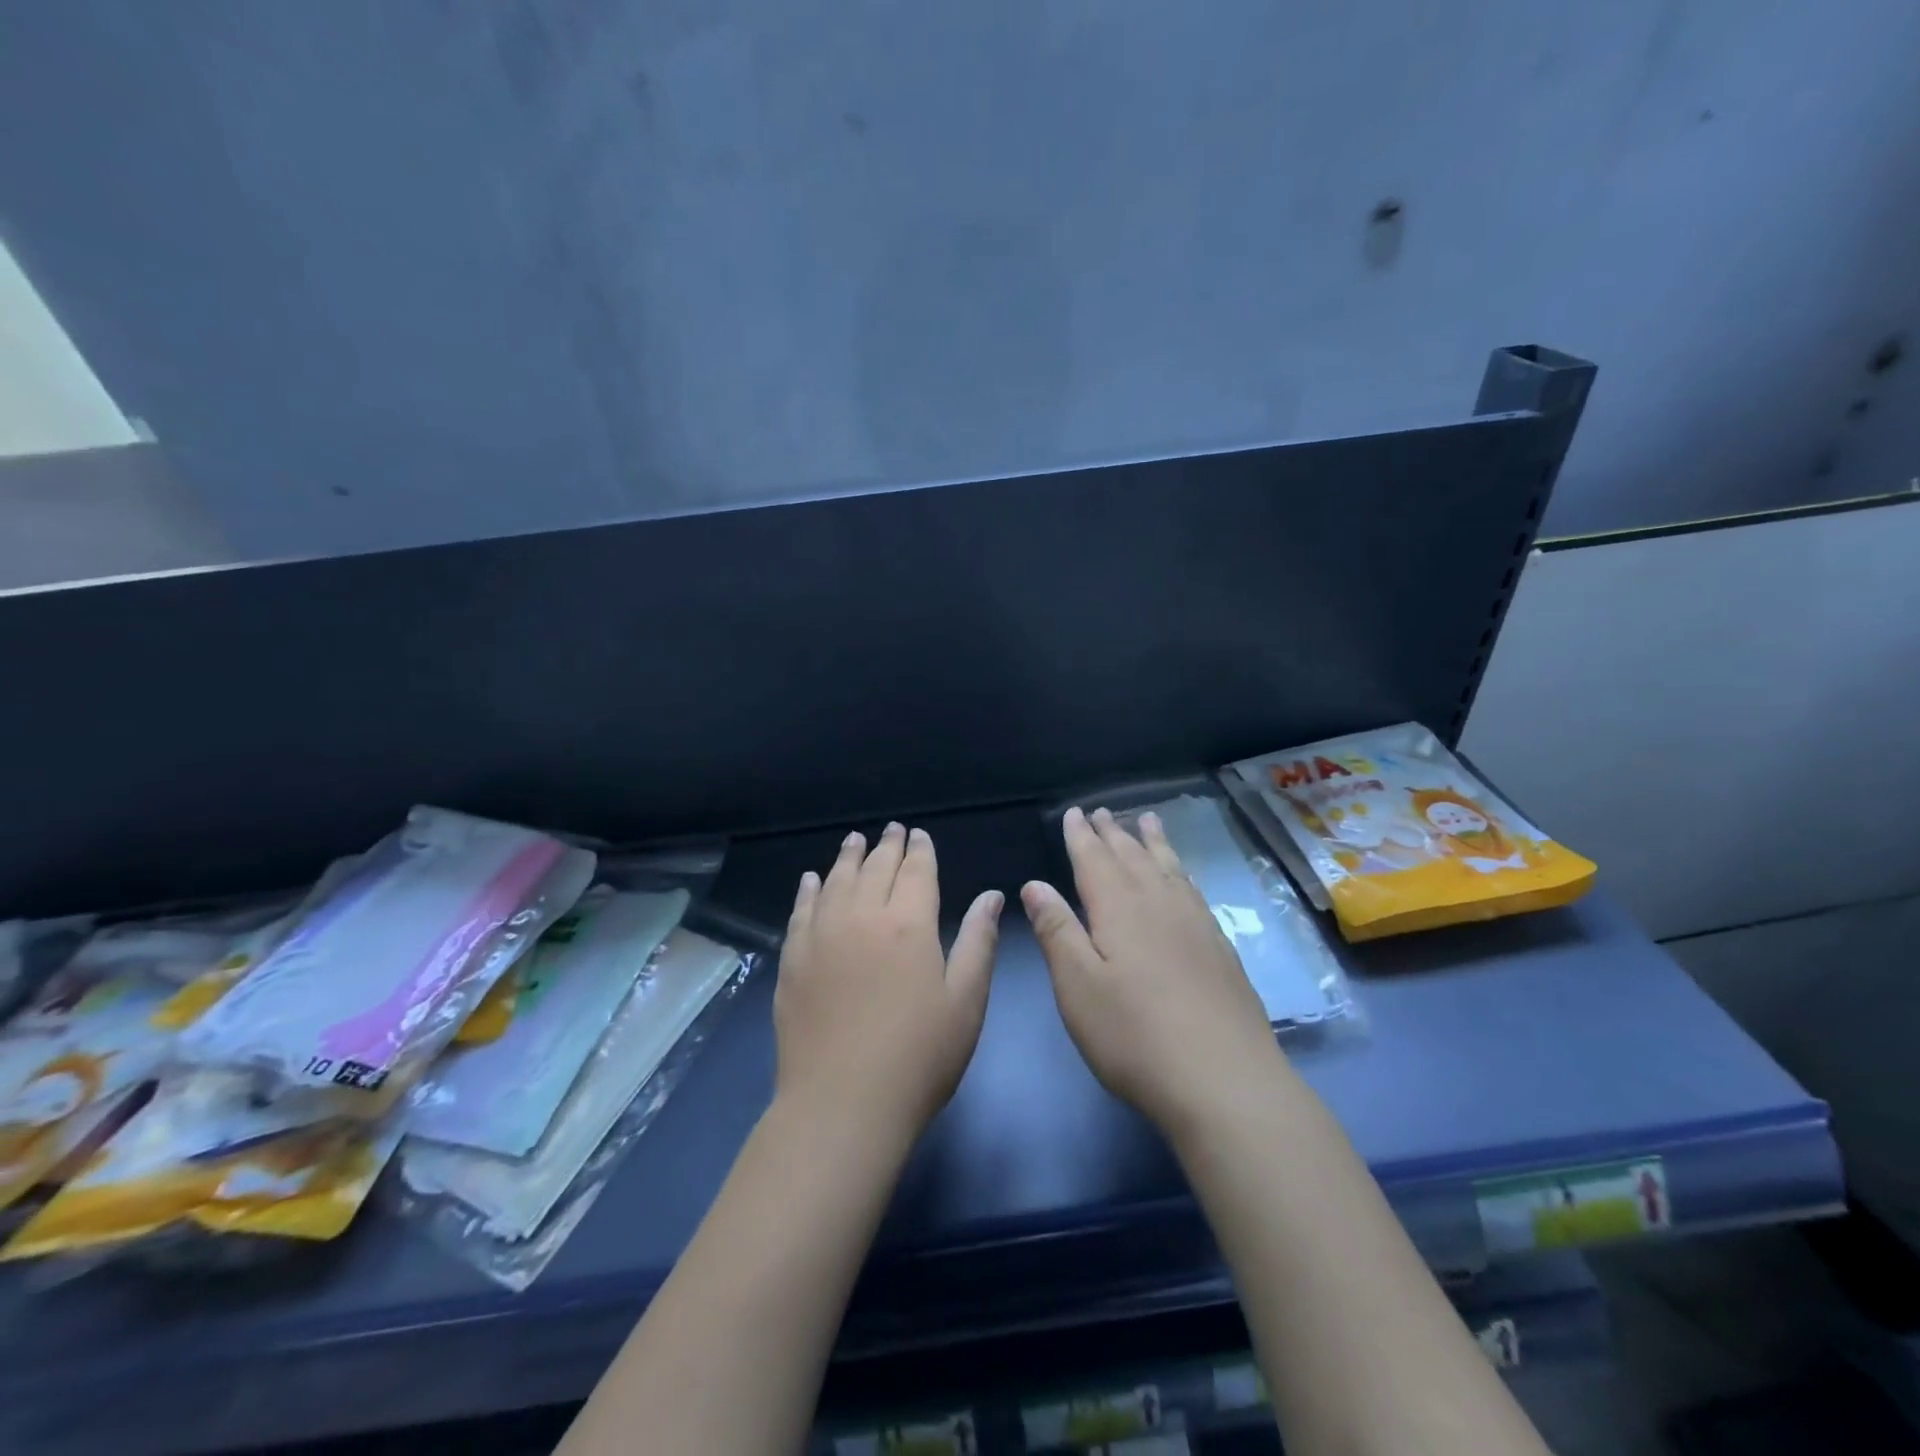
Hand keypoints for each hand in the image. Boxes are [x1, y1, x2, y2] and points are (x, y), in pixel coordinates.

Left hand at [775, 823, 1003, 1146]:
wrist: (843, 1103)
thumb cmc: (919, 1056)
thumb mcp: (966, 1000)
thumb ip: (977, 941)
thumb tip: (992, 894)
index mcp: (909, 924)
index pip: (915, 871)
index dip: (920, 850)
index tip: (919, 835)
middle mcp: (862, 917)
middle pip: (875, 868)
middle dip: (887, 846)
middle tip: (891, 829)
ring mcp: (822, 936)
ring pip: (836, 881)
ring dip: (848, 857)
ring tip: (854, 840)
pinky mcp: (793, 960)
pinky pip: (801, 911)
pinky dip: (808, 890)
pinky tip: (812, 880)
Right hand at [1023, 807, 1282, 1138]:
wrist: (1225, 1080)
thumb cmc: (1134, 1035)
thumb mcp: (1077, 986)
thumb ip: (1057, 930)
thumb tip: (1035, 884)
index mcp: (1119, 909)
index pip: (1095, 860)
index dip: (1082, 835)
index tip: (1075, 811)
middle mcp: (1159, 904)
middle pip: (1133, 857)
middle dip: (1114, 833)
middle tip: (1103, 811)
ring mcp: (1195, 924)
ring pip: (1169, 868)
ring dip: (1153, 842)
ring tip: (1148, 820)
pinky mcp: (1220, 948)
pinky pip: (1194, 890)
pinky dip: (1181, 871)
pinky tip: (1183, 879)